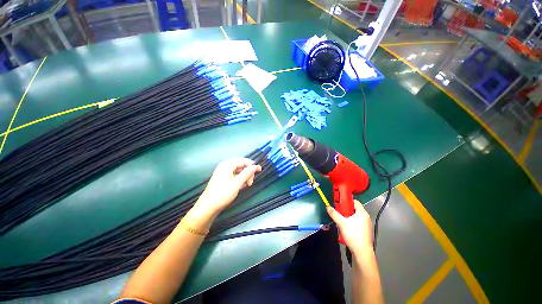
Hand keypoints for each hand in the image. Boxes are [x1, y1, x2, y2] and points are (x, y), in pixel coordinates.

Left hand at [194, 158, 261, 216]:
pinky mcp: (224, 178)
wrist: (209, 206)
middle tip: (251, 182)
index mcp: (227, 164)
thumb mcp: (237, 183)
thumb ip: (247, 173)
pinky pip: (235, 175)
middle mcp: (225, 166)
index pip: (243, 160)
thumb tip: (256, 166)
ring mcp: (224, 172)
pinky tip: (242, 186)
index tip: (260, 170)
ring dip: (245, 177)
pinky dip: (240, 180)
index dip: (252, 165)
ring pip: (239, 171)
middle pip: (241, 165)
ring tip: (247, 185)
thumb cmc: (223, 193)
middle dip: (248, 173)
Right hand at [327, 200, 372, 256]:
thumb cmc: (353, 235)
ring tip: (341, 220)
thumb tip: (327, 207)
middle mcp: (366, 217)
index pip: (355, 202)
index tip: (339, 203)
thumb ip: (334, 214)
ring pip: (355, 216)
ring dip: (347, 217)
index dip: (347, 201)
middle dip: (346, 210)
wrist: (362, 252)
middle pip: (354, 209)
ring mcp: (366, 224)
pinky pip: (357, 222)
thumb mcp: (341, 223)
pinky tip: (346, 227)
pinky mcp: (365, 231)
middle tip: (338, 212)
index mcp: (362, 213)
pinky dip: (351, 222)